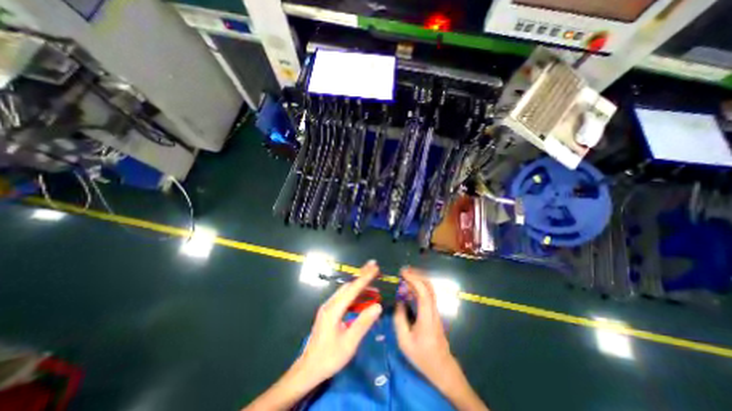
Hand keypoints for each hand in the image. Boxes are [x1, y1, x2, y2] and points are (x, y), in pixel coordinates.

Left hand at [296, 259, 383, 384]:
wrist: (308, 370)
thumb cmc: (329, 358)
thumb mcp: (349, 343)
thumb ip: (363, 323)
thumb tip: (378, 306)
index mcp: (334, 309)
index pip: (352, 289)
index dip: (365, 277)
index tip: (375, 267)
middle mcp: (330, 304)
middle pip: (348, 286)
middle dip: (362, 277)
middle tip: (375, 268)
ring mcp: (328, 308)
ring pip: (346, 292)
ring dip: (359, 287)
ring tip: (374, 286)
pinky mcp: (329, 313)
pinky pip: (344, 299)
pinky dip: (355, 296)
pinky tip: (363, 299)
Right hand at [392, 268, 454, 383]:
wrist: (442, 369)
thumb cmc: (422, 357)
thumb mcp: (404, 341)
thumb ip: (400, 319)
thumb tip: (399, 300)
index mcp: (427, 317)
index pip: (423, 293)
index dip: (414, 280)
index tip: (402, 272)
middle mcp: (433, 311)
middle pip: (428, 287)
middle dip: (416, 275)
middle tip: (403, 271)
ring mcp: (435, 312)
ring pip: (429, 290)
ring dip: (418, 280)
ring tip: (405, 276)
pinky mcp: (434, 313)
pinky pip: (428, 295)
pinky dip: (419, 287)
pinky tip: (410, 288)